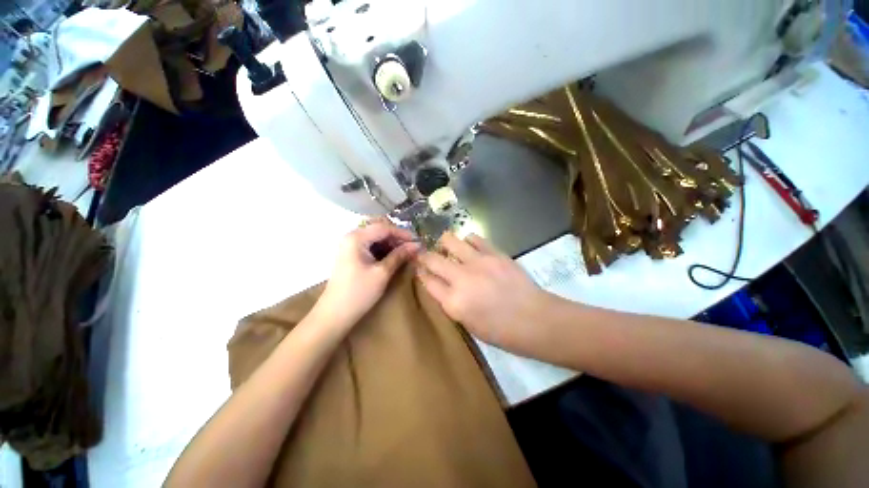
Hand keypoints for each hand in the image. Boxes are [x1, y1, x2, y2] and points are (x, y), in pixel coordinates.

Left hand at [313, 219, 419, 329]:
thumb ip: (399, 255)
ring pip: (376, 238)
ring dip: (391, 244)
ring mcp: (350, 246)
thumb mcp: (382, 273)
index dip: (403, 233)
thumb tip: (417, 245)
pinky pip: (371, 246)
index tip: (418, 241)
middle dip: (397, 238)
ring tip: (406, 253)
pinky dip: (383, 250)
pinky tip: (393, 257)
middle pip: (379, 231)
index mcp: (356, 238)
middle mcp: (352, 237)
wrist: (335, 314)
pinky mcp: (351, 255)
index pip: (384, 228)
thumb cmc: (359, 293)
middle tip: (413, 248)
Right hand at [416, 233, 551, 352]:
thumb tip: (443, 286)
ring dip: (444, 243)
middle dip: (424, 256)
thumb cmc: (501, 331)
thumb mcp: (468, 324)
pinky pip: (474, 238)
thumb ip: (452, 303)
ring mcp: (478, 262)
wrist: (535, 319)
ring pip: (450, 241)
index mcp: (453, 302)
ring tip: (446, 245)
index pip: (428, 281)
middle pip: (433, 259)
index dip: (421, 273)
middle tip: (425, 254)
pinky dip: (468, 241)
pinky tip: (470, 246)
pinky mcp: (494, 253)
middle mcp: (461, 278)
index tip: (419, 268)